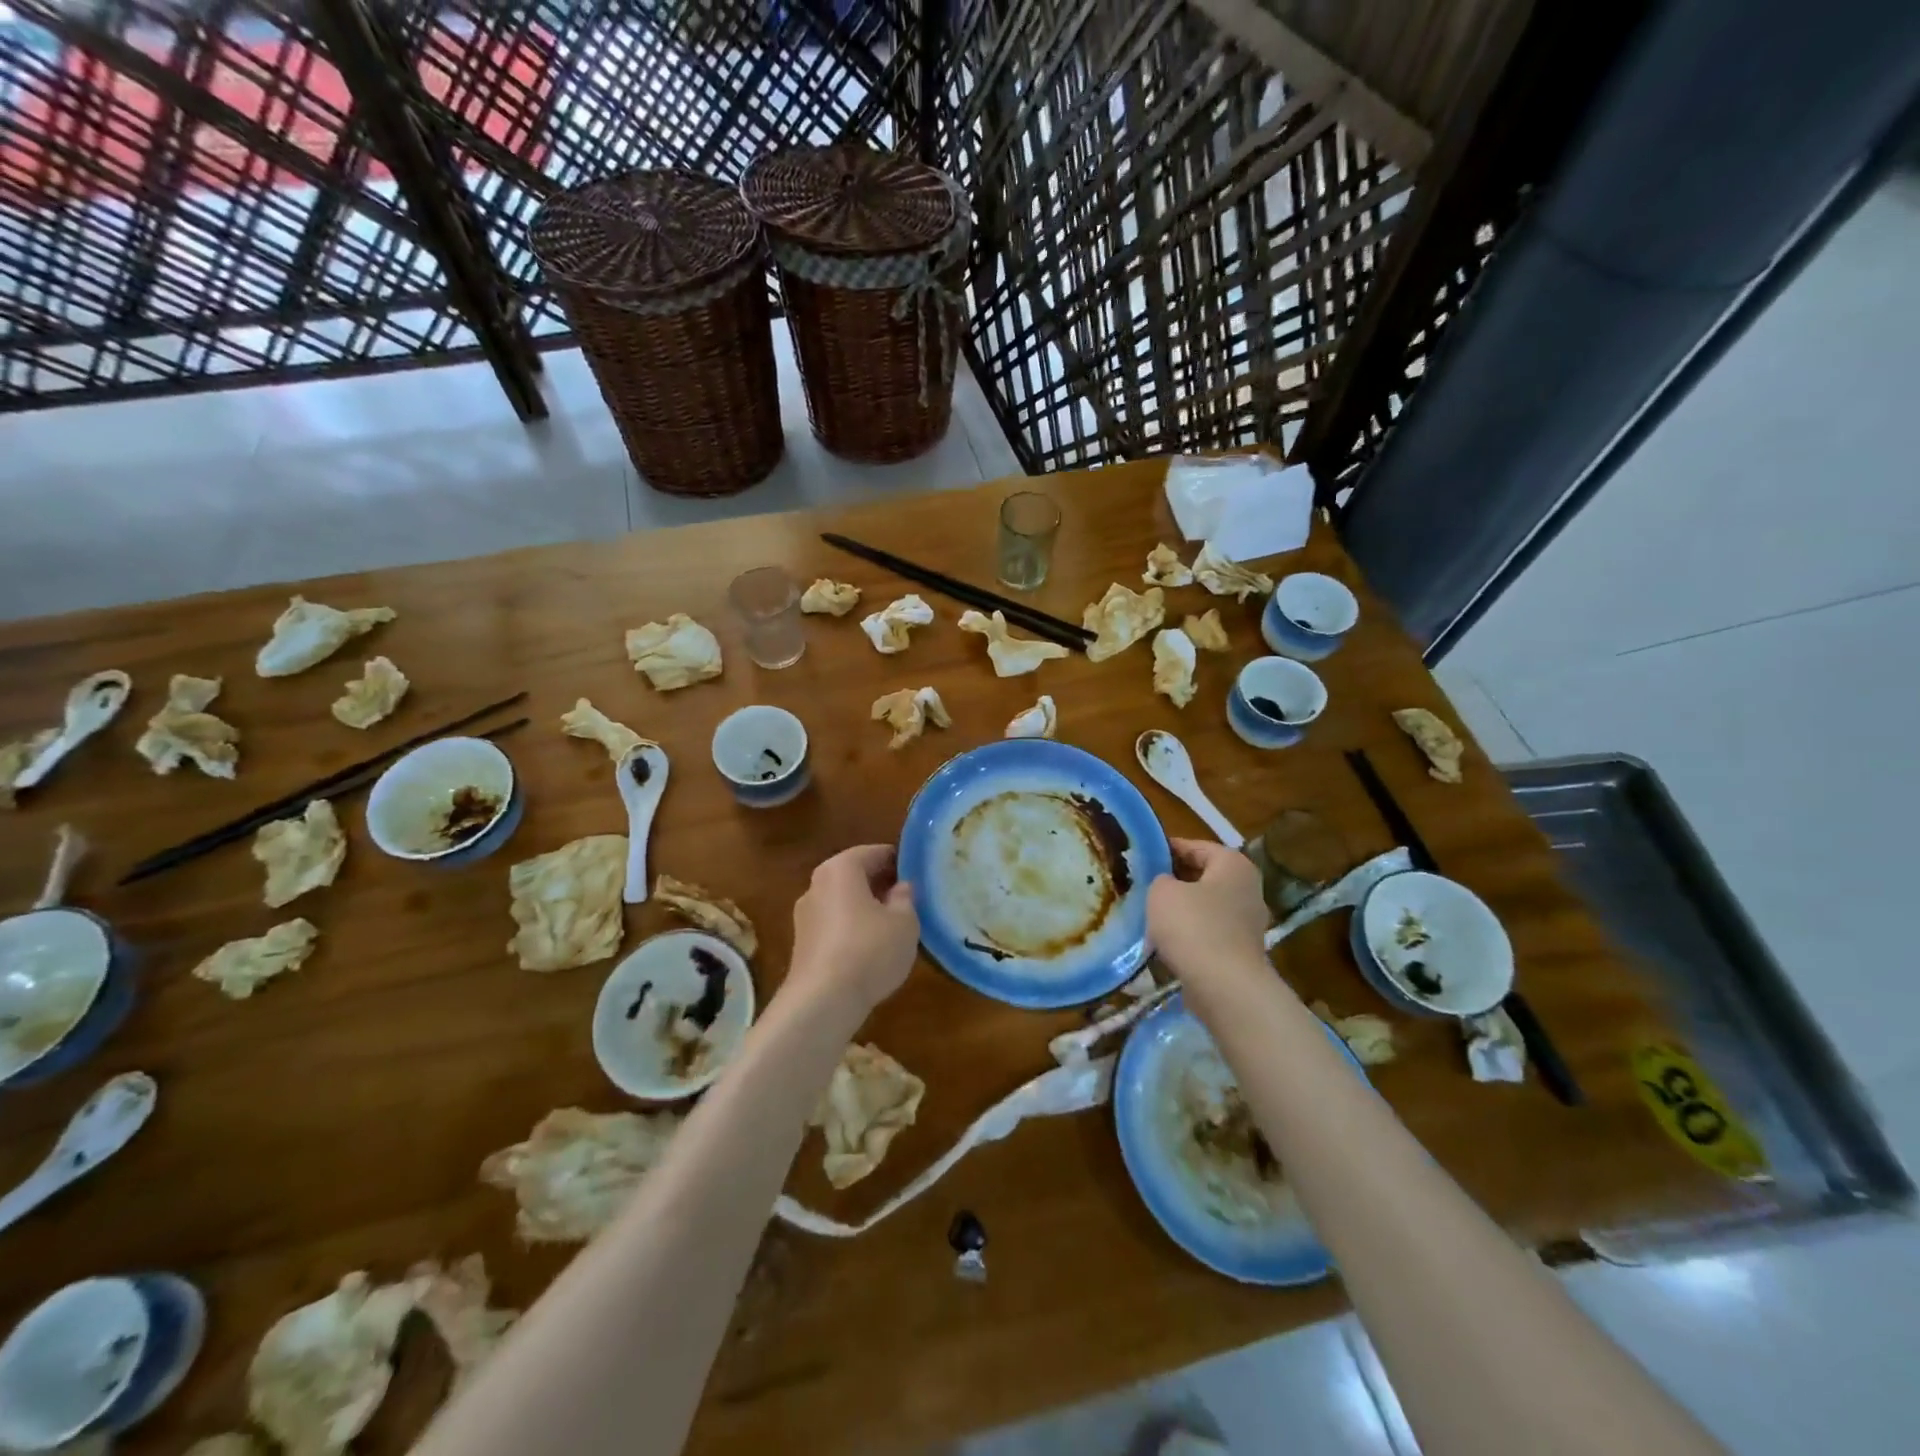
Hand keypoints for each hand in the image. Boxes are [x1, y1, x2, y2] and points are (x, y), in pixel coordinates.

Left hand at [789, 844, 920, 1014]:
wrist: (822, 1001)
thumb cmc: (869, 950)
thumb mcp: (904, 922)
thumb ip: (905, 898)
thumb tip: (900, 888)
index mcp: (841, 868)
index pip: (875, 852)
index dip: (900, 862)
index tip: (919, 875)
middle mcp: (817, 884)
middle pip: (856, 875)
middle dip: (882, 884)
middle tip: (910, 899)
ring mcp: (805, 914)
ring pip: (844, 901)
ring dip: (866, 908)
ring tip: (893, 926)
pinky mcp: (802, 943)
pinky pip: (834, 924)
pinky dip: (852, 928)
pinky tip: (871, 949)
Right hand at [1147, 838, 1270, 986]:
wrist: (1224, 987)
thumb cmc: (1193, 926)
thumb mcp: (1162, 891)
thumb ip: (1160, 879)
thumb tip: (1167, 885)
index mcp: (1233, 864)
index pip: (1196, 846)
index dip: (1167, 849)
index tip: (1142, 856)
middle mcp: (1247, 889)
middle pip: (1203, 876)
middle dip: (1174, 881)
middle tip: (1142, 884)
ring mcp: (1248, 923)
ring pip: (1205, 907)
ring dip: (1181, 910)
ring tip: (1148, 914)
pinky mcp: (1240, 952)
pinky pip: (1208, 933)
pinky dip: (1189, 935)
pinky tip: (1164, 942)